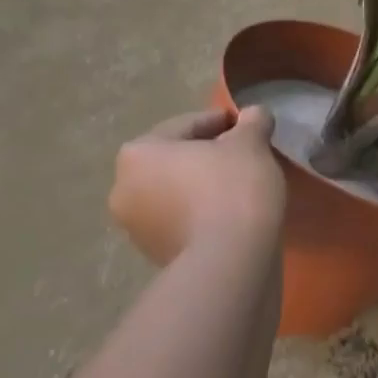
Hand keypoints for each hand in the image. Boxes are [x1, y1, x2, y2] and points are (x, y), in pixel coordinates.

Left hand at [109, 107, 284, 265]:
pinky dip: (203, 214)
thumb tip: (254, 114)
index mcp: (138, 153)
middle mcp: (124, 188)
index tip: (250, 128)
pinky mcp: (155, 257)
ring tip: (242, 188)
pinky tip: (233, 215)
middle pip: (177, 160)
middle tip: (246, 157)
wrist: (229, 263)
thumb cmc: (232, 189)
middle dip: (209, 156)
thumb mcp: (251, 143)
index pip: (187, 125)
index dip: (223, 123)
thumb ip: (252, 122)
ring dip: (204, 186)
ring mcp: (136, 229)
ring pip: (178, 192)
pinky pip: (183, 222)